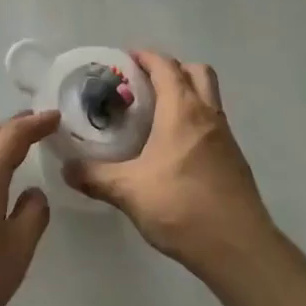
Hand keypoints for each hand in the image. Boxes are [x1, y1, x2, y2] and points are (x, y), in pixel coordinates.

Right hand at [63, 50, 275, 277]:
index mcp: (182, 110)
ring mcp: (226, 138)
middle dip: (172, 69)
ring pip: (209, 97)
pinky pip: (213, 124)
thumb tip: (67, 168)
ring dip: (186, 94)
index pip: (166, 67)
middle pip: (196, 72)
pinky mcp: (234, 160)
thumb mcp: (128, 191)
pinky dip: (194, 121)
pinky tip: (174, 149)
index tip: (126, 59)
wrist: (238, 248)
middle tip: (145, 84)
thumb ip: (94, 176)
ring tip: (156, 115)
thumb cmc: (181, 207)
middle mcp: (208, 115)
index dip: (146, 57)